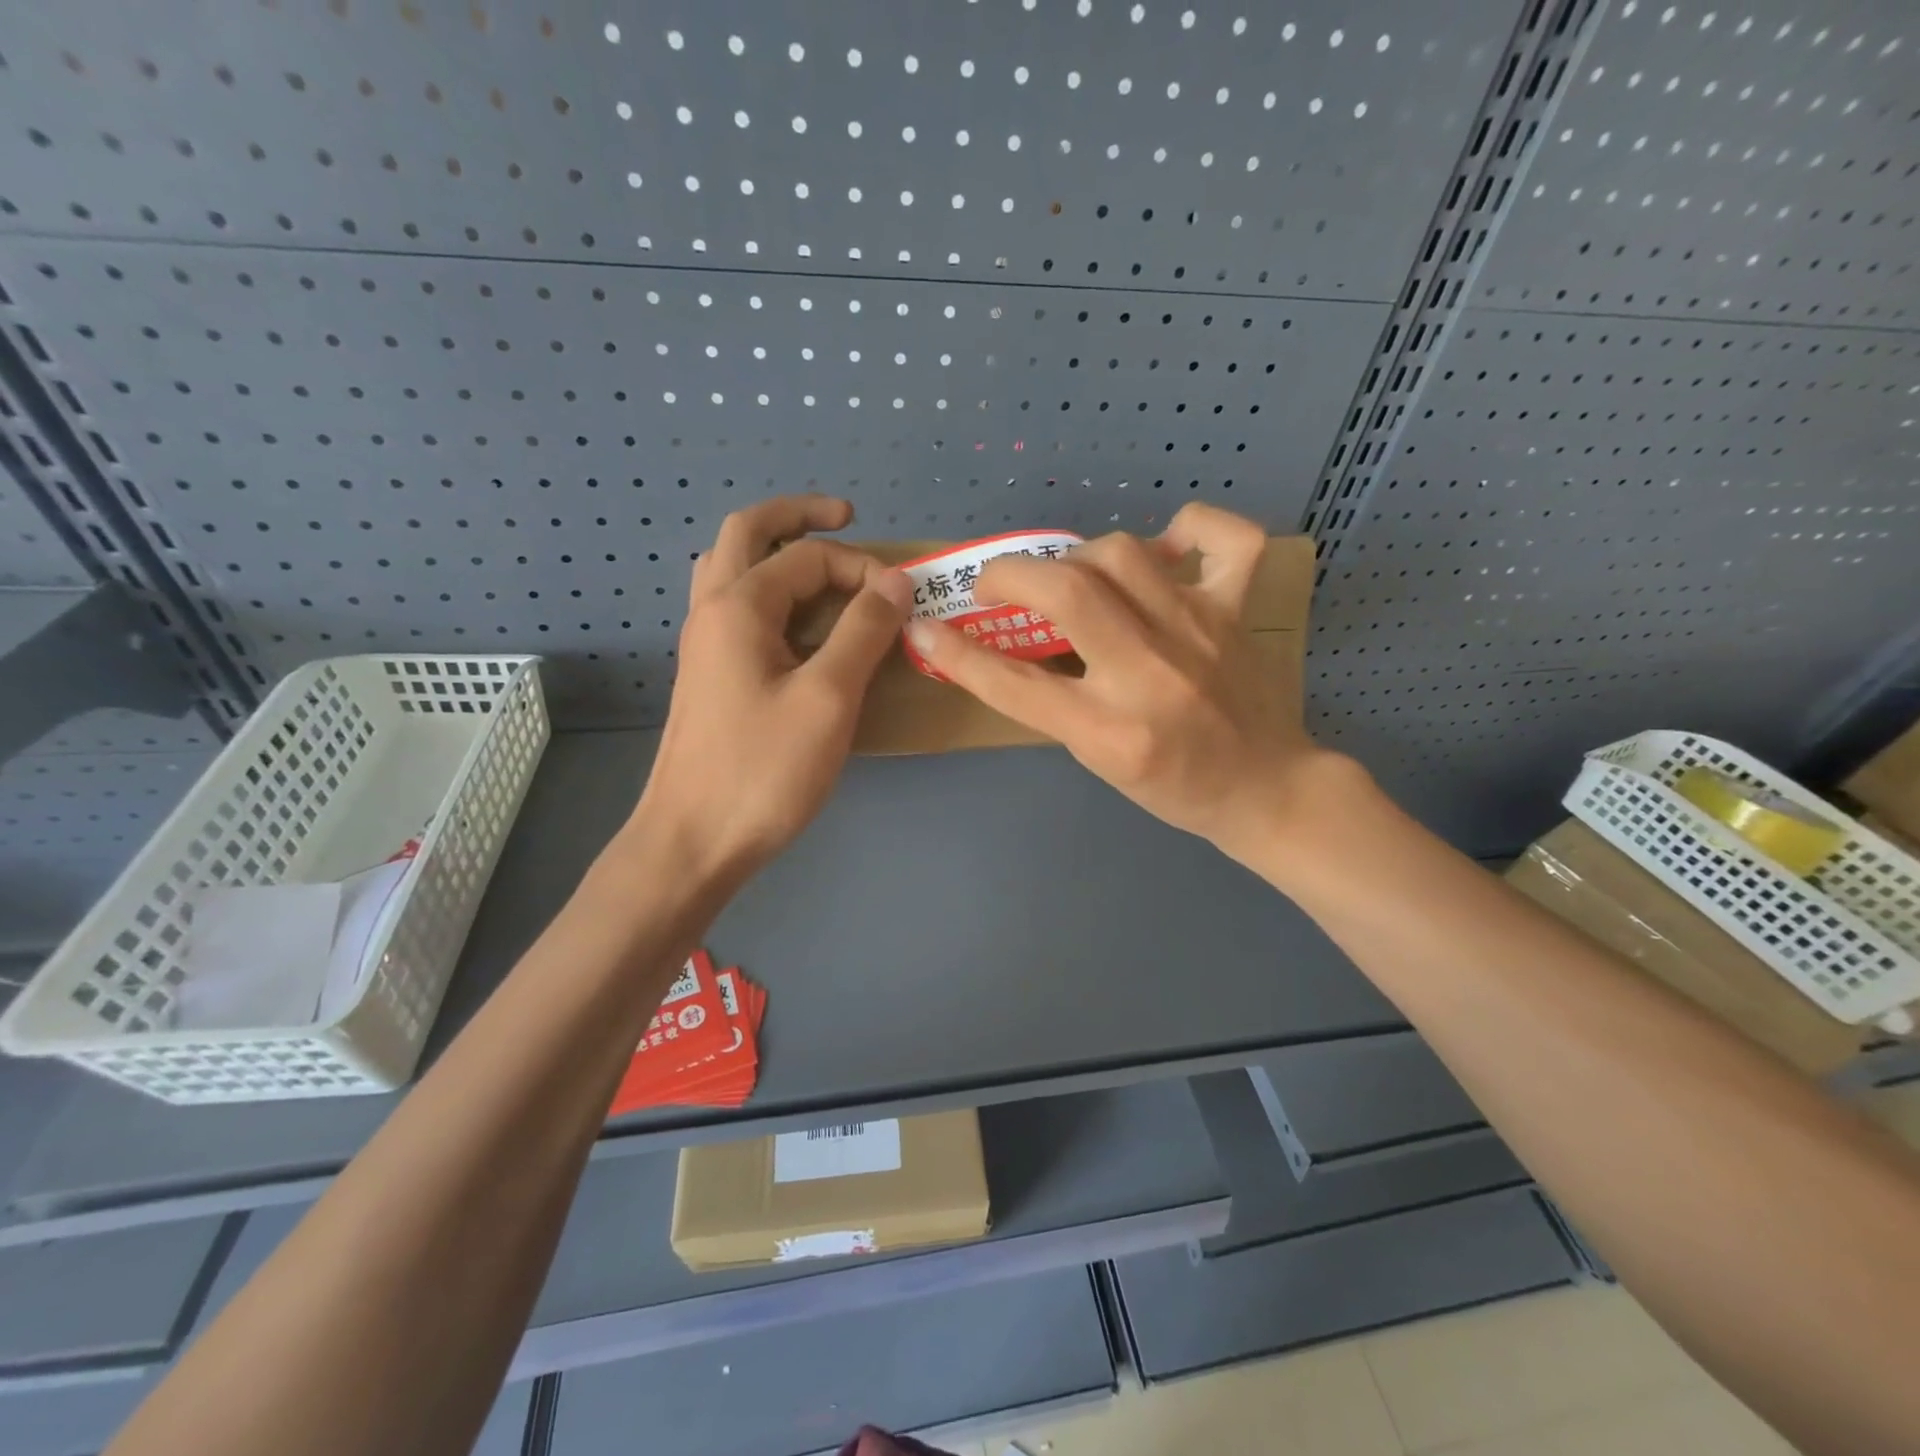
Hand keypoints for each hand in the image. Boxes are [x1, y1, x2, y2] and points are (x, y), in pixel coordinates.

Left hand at [630, 495, 911, 884]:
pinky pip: (736, 609)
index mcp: (738, 606)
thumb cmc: (763, 770)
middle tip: (847, 517)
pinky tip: (797, 624)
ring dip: (776, 551)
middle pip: (748, 533)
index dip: (861, 568)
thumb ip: (863, 632)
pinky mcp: (709, 676)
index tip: (902, 601)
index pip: (807, 556)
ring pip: (733, 569)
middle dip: (799, 516)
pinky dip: (769, 593)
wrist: (693, 841)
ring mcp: (704, 645)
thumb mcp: (828, 698)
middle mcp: (712, 611)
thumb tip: (894, 581)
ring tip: (819, 562)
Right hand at [904, 503, 1343, 858]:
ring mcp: (1200, 632)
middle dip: (1012, 573)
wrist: (1264, 789)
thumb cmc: (1172, 787)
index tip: (924, 627)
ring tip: (1070, 575)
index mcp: (1111, 732)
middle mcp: (1152, 675)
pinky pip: (1223, 539)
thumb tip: (999, 645)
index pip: (1016, 685)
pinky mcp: (1236, 610)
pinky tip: (1164, 547)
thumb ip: (1052, 703)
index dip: (958, 653)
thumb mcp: (1097, 760)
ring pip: (1122, 554)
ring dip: (1077, 555)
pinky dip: (1189, 526)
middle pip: (1068, 592)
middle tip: (995, 584)